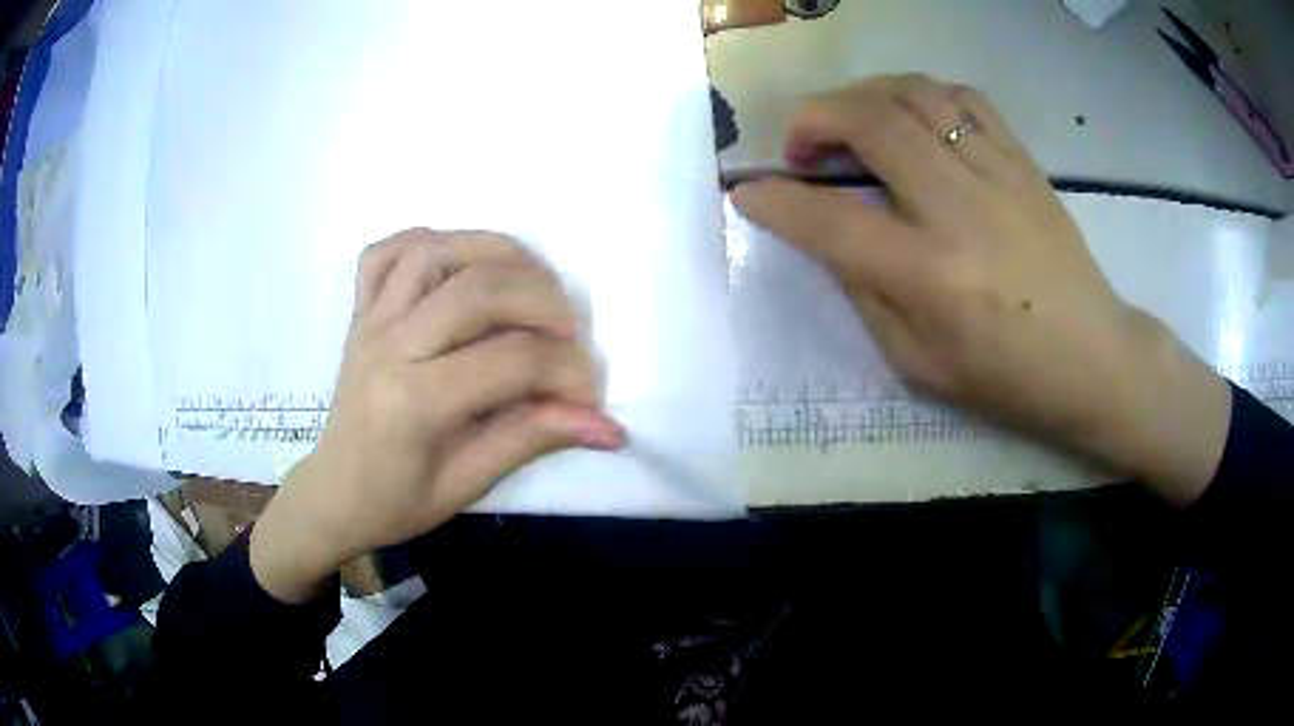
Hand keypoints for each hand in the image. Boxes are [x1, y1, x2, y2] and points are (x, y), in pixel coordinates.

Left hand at [251, 230, 624, 601]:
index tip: (589, 396)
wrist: (334, 494)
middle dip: (545, 302)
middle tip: (570, 334)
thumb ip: (531, 440)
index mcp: (414, 402)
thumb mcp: (467, 485)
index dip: (567, 370)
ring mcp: (370, 321)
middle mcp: (390, 346)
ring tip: (530, 283)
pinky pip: (385, 253)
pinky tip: (458, 261)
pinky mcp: (360, 311)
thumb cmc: (396, 502)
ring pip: (434, 250)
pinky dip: (428, 242)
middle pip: (478, 290)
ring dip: (496, 253)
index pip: (511, 360)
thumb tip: (607, 427)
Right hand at [731, 75, 1229, 505]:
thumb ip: (866, 295)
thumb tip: (830, 236)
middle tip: (800, 145)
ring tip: (850, 123)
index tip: (747, 191)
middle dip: (812, 119)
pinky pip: (963, 98)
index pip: (830, 220)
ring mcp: (996, 174)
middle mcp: (959, 209)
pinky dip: (922, 94)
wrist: (1094, 358)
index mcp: (930, 276)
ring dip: (862, 95)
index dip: (775, 200)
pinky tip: (913, 118)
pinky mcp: (1023, 161)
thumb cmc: (1008, 379)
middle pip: (868, 122)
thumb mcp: (920, 367)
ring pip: (912, 93)